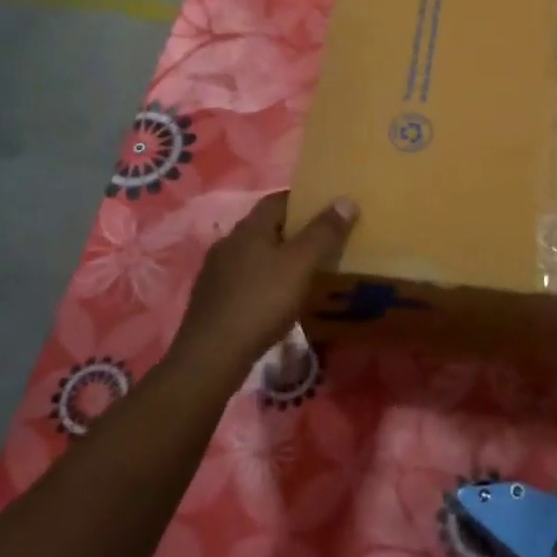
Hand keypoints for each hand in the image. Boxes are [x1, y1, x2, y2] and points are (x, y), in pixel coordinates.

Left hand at [168, 191, 356, 383]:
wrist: (211, 357)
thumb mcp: (301, 265)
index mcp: (249, 228)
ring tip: (304, 272)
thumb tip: (345, 200)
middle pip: (266, 227)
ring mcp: (216, 271)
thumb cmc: (261, 302)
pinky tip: (277, 299)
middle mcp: (229, 242)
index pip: (278, 199)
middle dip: (294, 231)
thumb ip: (324, 232)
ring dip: (278, 258)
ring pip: (254, 254)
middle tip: (323, 242)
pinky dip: (264, 281)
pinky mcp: (212, 299)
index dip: (304, 200)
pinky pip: (245, 279)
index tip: (328, 209)